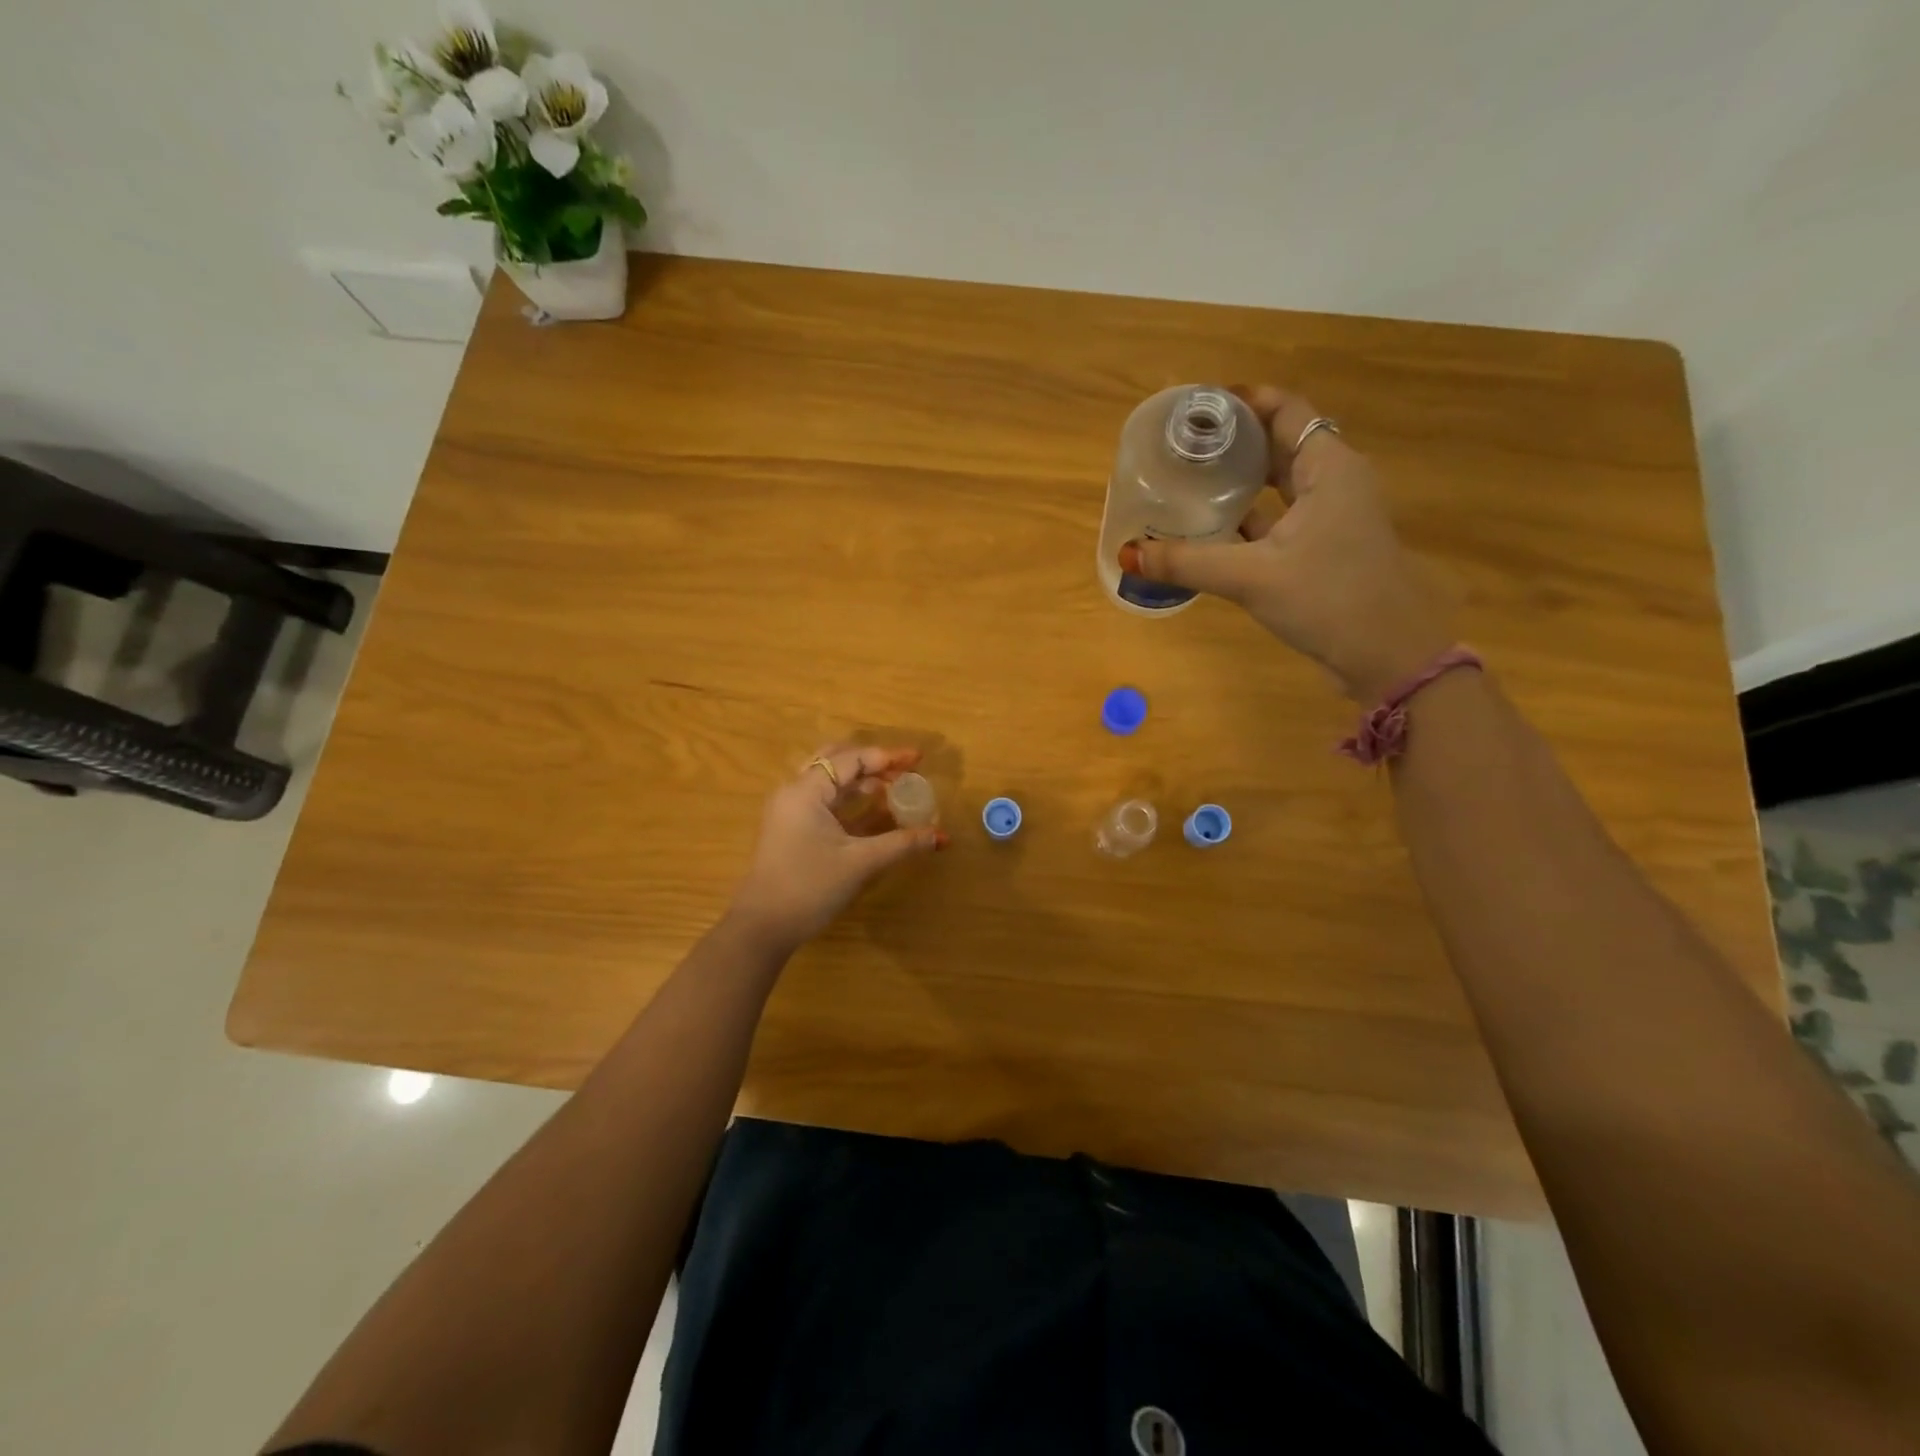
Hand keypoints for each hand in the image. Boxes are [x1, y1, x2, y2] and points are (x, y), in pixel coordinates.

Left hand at [727, 745, 945, 953]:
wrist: (763, 927)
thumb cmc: (809, 887)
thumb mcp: (860, 863)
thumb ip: (902, 844)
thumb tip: (942, 836)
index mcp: (806, 790)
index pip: (851, 760)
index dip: (887, 757)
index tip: (918, 759)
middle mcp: (795, 792)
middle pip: (836, 761)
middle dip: (872, 763)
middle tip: (904, 769)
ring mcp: (790, 811)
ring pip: (830, 782)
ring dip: (862, 781)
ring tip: (894, 788)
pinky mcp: (792, 830)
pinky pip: (825, 801)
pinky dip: (850, 799)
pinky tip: (874, 810)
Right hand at [1118, 385, 1454, 700]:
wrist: (1389, 656)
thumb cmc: (1330, 600)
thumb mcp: (1252, 578)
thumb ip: (1187, 562)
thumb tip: (1129, 553)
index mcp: (1329, 467)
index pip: (1285, 410)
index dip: (1243, 401)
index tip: (1196, 407)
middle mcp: (1335, 481)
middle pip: (1280, 443)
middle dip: (1234, 440)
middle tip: (1182, 444)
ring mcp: (1333, 517)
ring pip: (1280, 483)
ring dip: (1240, 480)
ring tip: (1189, 479)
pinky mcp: (1326, 548)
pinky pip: (1281, 517)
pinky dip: (1250, 516)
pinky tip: (1212, 528)